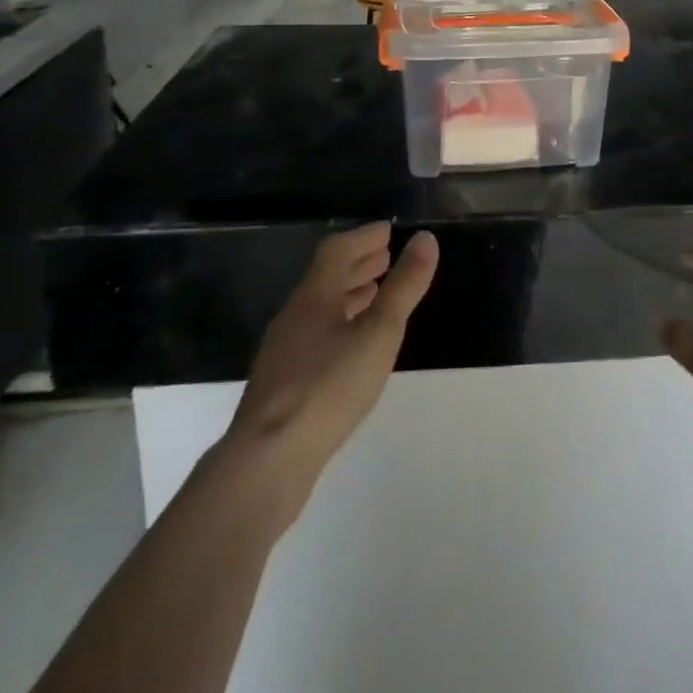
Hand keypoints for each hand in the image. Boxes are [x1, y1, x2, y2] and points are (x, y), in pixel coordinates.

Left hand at [215, 223, 438, 517]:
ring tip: (375, 294)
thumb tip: (426, 239)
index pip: (337, 250)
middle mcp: (295, 315)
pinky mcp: (282, 383)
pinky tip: (353, 346)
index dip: (364, 237)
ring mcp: (284, 351)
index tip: (389, 231)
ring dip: (349, 294)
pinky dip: (340, 324)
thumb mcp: (378, 333)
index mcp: (314, 296)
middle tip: (387, 256)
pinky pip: (316, 335)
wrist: (267, 461)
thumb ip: (403, 287)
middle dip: (358, 263)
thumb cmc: (328, 387)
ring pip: (321, 308)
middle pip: (326, 277)